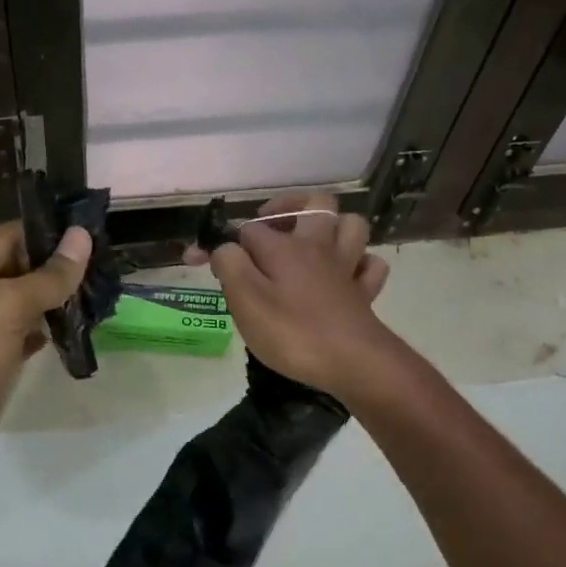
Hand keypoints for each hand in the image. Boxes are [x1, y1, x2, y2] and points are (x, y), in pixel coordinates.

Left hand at [0, 220, 91, 499]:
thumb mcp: (4, 308)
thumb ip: (46, 276)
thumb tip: (81, 237)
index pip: (7, 237)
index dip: (48, 234)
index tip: (93, 235)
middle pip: (16, 269)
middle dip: (57, 268)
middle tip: (105, 267)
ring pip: (23, 304)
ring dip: (56, 300)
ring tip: (100, 295)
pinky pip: (23, 336)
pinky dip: (48, 331)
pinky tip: (77, 330)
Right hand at [183, 192, 392, 397]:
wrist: (354, 362)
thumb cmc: (292, 332)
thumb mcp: (245, 300)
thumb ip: (229, 265)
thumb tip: (224, 247)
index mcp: (284, 247)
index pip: (247, 230)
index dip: (221, 242)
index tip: (196, 260)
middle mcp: (318, 247)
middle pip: (315, 204)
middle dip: (290, 206)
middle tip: (269, 226)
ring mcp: (346, 268)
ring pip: (351, 225)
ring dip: (331, 227)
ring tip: (310, 243)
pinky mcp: (364, 294)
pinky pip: (368, 265)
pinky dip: (357, 263)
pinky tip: (343, 274)